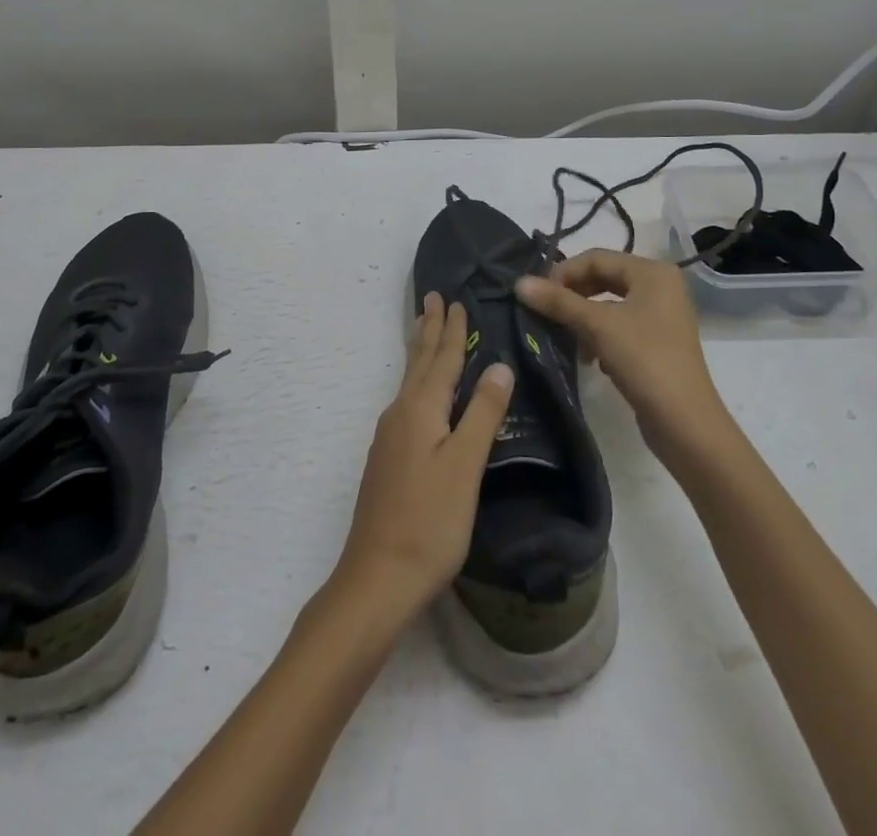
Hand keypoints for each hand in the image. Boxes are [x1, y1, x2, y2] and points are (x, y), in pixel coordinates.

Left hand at [332, 294, 513, 625]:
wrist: (377, 578)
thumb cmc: (430, 523)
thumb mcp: (465, 467)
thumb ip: (482, 414)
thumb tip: (499, 365)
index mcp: (419, 410)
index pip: (441, 359)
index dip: (452, 330)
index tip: (456, 300)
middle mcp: (399, 414)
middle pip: (418, 362)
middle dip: (428, 329)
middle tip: (432, 297)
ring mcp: (389, 437)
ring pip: (409, 380)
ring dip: (420, 352)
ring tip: (424, 330)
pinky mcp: (387, 459)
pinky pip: (406, 401)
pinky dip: (417, 380)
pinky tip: (420, 393)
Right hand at [517, 250, 730, 457]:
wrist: (685, 423)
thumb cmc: (644, 361)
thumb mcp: (597, 326)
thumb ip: (558, 302)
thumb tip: (519, 283)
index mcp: (652, 272)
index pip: (596, 258)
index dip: (563, 272)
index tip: (536, 294)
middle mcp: (660, 286)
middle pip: (604, 278)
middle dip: (572, 294)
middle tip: (544, 311)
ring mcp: (661, 315)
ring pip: (609, 303)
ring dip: (582, 316)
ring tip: (564, 336)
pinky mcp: (657, 342)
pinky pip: (619, 325)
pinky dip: (599, 334)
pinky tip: (588, 357)